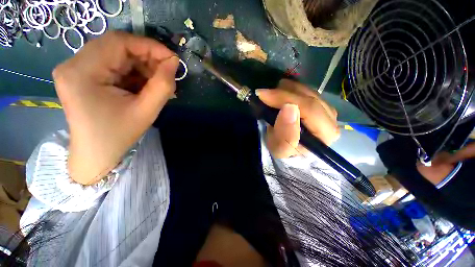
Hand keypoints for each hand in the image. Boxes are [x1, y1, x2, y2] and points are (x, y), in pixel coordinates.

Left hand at [53, 32, 178, 184]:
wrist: (95, 153)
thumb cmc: (118, 135)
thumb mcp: (146, 111)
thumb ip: (163, 85)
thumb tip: (174, 63)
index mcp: (82, 72)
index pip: (118, 42)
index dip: (149, 46)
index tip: (172, 59)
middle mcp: (73, 64)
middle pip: (117, 46)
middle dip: (147, 57)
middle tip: (167, 72)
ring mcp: (76, 68)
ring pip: (117, 54)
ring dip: (141, 65)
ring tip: (157, 82)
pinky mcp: (83, 74)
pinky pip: (113, 64)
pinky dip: (133, 71)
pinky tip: (144, 85)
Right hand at [257, 79, 339, 157]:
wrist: (287, 150)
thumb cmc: (284, 152)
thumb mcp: (280, 149)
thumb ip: (286, 134)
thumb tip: (290, 108)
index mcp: (326, 133)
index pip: (309, 108)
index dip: (284, 99)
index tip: (263, 95)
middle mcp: (331, 118)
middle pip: (309, 96)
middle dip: (283, 93)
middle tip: (263, 94)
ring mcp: (325, 107)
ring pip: (306, 90)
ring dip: (285, 90)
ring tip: (271, 95)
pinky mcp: (318, 102)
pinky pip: (304, 89)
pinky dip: (289, 89)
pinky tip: (279, 94)